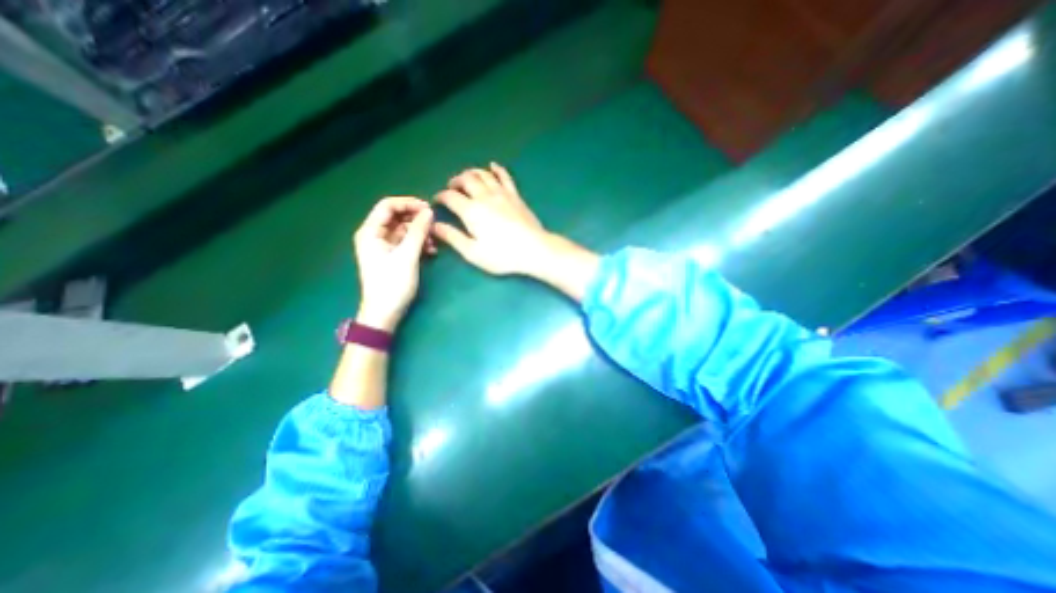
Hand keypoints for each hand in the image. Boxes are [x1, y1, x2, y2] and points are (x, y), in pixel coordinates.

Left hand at [353, 197, 435, 329]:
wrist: (384, 313)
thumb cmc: (392, 284)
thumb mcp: (407, 256)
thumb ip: (418, 232)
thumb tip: (429, 212)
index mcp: (371, 232)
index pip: (388, 206)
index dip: (408, 203)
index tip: (429, 209)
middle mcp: (375, 236)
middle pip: (397, 217)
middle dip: (416, 219)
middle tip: (434, 225)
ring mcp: (384, 247)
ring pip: (404, 230)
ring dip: (420, 233)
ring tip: (433, 243)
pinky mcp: (392, 257)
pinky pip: (406, 242)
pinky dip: (418, 244)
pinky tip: (430, 252)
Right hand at [430, 162, 552, 272]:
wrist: (533, 249)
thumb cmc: (502, 255)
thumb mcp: (473, 252)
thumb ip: (453, 237)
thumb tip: (434, 225)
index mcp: (471, 211)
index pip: (450, 197)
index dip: (441, 196)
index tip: (437, 201)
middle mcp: (484, 197)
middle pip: (465, 180)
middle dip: (455, 181)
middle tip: (451, 188)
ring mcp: (501, 194)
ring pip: (483, 175)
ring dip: (471, 173)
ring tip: (466, 178)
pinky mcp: (515, 196)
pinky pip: (505, 177)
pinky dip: (497, 169)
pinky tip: (492, 166)